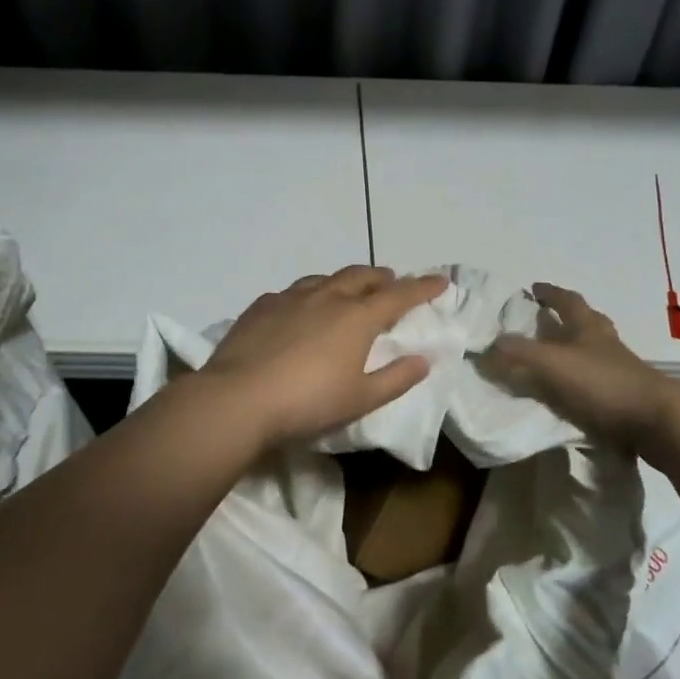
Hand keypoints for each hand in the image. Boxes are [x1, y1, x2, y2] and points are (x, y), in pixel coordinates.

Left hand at [198, 266, 447, 446]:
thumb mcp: (361, 399)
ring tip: (349, 291)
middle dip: (382, 277)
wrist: (239, 398)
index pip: (399, 295)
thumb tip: (424, 359)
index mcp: (357, 317)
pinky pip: (293, 292)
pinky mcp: (262, 305)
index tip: (440, 280)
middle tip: (392, 283)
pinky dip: (309, 294)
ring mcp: (291, 297)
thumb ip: (396, 378)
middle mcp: (327, 297)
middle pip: (361, 276)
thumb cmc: (308, 402)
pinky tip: (301, 308)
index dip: (423, 287)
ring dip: (345, 281)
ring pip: (326, 278)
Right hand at [475, 283, 679, 457]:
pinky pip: (600, 380)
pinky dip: (583, 380)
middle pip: (588, 321)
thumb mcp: (551, 365)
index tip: (534, 289)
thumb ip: (518, 353)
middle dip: (567, 317)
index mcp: (589, 327)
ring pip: (595, 350)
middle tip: (546, 319)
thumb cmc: (603, 384)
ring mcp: (621, 370)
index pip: (568, 300)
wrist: (658, 423)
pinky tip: (572, 391)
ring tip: (555, 357)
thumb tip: (489, 344)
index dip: (550, 293)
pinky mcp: (628, 397)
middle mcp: (606, 343)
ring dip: (576, 349)